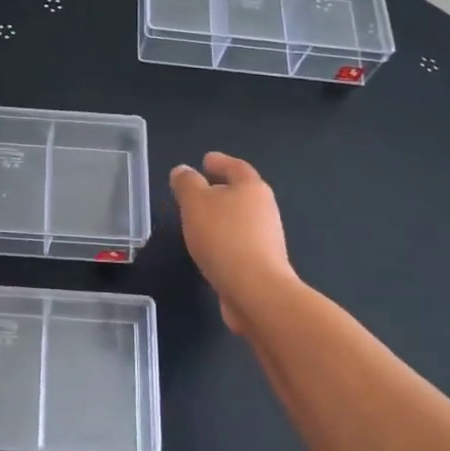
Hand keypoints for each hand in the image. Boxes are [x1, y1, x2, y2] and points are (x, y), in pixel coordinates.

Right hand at [169, 152, 296, 334]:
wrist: (255, 290)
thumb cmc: (223, 237)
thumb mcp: (195, 203)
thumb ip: (187, 183)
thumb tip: (182, 170)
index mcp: (252, 188)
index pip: (236, 167)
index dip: (220, 162)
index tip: (205, 160)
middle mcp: (264, 209)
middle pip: (242, 193)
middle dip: (221, 190)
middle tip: (198, 190)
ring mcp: (266, 238)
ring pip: (240, 219)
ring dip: (221, 217)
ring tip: (198, 220)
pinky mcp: (262, 263)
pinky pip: (239, 243)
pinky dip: (224, 240)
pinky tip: (208, 248)